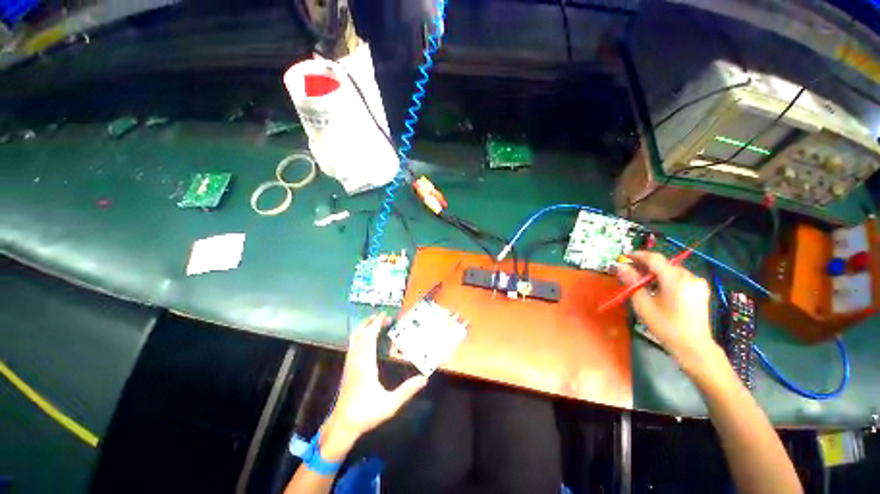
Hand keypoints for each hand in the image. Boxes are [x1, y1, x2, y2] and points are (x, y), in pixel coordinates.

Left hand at [323, 313, 427, 452]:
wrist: (342, 425)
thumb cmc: (365, 414)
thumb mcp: (390, 405)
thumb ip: (407, 391)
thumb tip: (424, 379)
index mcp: (365, 365)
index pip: (369, 338)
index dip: (376, 324)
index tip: (385, 315)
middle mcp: (355, 360)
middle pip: (360, 334)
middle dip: (371, 322)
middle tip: (383, 317)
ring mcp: (349, 364)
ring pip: (354, 339)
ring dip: (364, 328)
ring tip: (375, 323)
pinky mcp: (347, 368)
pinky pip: (353, 345)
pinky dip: (360, 336)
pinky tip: (367, 339)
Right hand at [615, 251, 717, 369]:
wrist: (693, 346)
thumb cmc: (665, 326)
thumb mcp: (643, 304)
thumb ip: (632, 282)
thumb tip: (620, 266)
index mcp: (675, 280)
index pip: (655, 258)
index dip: (639, 255)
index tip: (625, 257)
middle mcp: (689, 276)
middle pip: (664, 264)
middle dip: (646, 265)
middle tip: (631, 271)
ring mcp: (698, 282)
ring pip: (671, 270)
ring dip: (656, 272)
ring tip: (643, 282)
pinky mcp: (701, 288)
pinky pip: (680, 276)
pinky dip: (667, 278)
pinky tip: (659, 288)